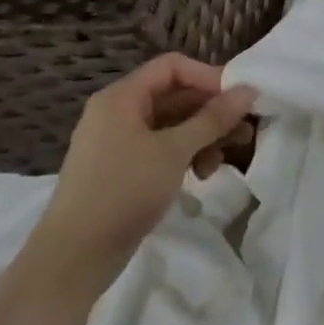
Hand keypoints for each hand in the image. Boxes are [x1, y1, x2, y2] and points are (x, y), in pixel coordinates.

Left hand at [17, 54, 256, 302]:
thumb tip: (249, 89)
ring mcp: (120, 142)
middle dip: (213, 112)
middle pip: (176, 96)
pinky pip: (163, 148)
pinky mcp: (124, 169)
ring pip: (174, 125)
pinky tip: (202, 175)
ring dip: (204, 137)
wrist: (74, 257)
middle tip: (245, 129)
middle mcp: (119, 112)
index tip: (239, 99)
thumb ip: (213, 118)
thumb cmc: (123, 191)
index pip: (172, 67)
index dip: (208, 77)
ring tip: (225, 159)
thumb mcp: (174, 150)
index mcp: (122, 98)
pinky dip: (187, 155)